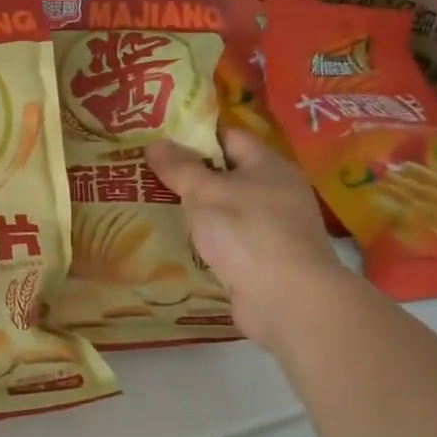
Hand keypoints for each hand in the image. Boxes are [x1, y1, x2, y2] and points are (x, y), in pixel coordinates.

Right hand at [146, 129, 347, 352]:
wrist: (288, 300)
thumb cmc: (247, 232)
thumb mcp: (205, 193)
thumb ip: (179, 167)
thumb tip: (154, 142)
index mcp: (269, 166)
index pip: (229, 137)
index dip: (195, 136)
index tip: (160, 141)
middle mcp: (277, 192)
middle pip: (227, 174)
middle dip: (190, 175)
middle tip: (148, 174)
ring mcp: (274, 229)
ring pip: (226, 210)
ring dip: (197, 211)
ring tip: (154, 207)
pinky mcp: (265, 261)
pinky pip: (229, 241)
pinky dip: (207, 241)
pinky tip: (178, 243)